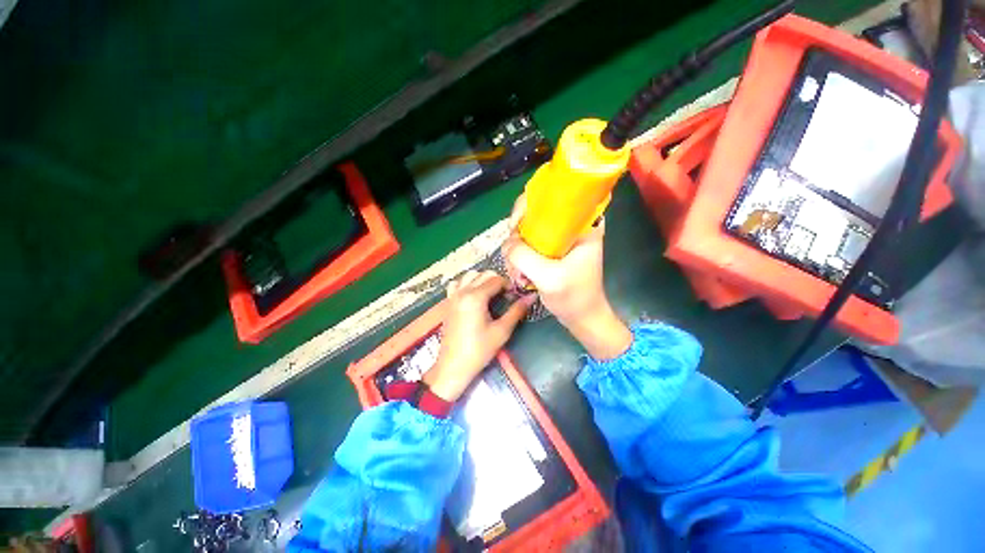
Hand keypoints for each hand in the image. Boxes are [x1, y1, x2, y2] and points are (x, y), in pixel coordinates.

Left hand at [423, 270, 530, 400]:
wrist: (453, 366)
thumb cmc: (479, 350)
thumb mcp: (502, 331)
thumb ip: (516, 311)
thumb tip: (531, 297)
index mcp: (476, 297)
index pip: (496, 279)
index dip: (509, 285)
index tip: (515, 296)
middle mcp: (463, 291)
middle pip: (484, 274)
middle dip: (497, 281)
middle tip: (506, 296)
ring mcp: (453, 295)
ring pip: (470, 275)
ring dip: (482, 279)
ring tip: (491, 294)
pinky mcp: (448, 302)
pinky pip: (457, 283)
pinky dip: (467, 282)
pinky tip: (473, 294)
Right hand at [502, 195, 631, 359]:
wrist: (582, 317)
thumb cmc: (573, 297)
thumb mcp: (548, 277)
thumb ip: (524, 256)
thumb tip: (506, 243)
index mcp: (582, 223)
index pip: (551, 197)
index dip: (527, 207)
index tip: (514, 227)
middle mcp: (570, 225)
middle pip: (534, 213)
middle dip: (518, 235)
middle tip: (513, 255)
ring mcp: (559, 238)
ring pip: (527, 230)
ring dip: (517, 250)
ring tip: (518, 272)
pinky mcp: (551, 249)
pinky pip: (528, 244)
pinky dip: (519, 257)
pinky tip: (519, 274)